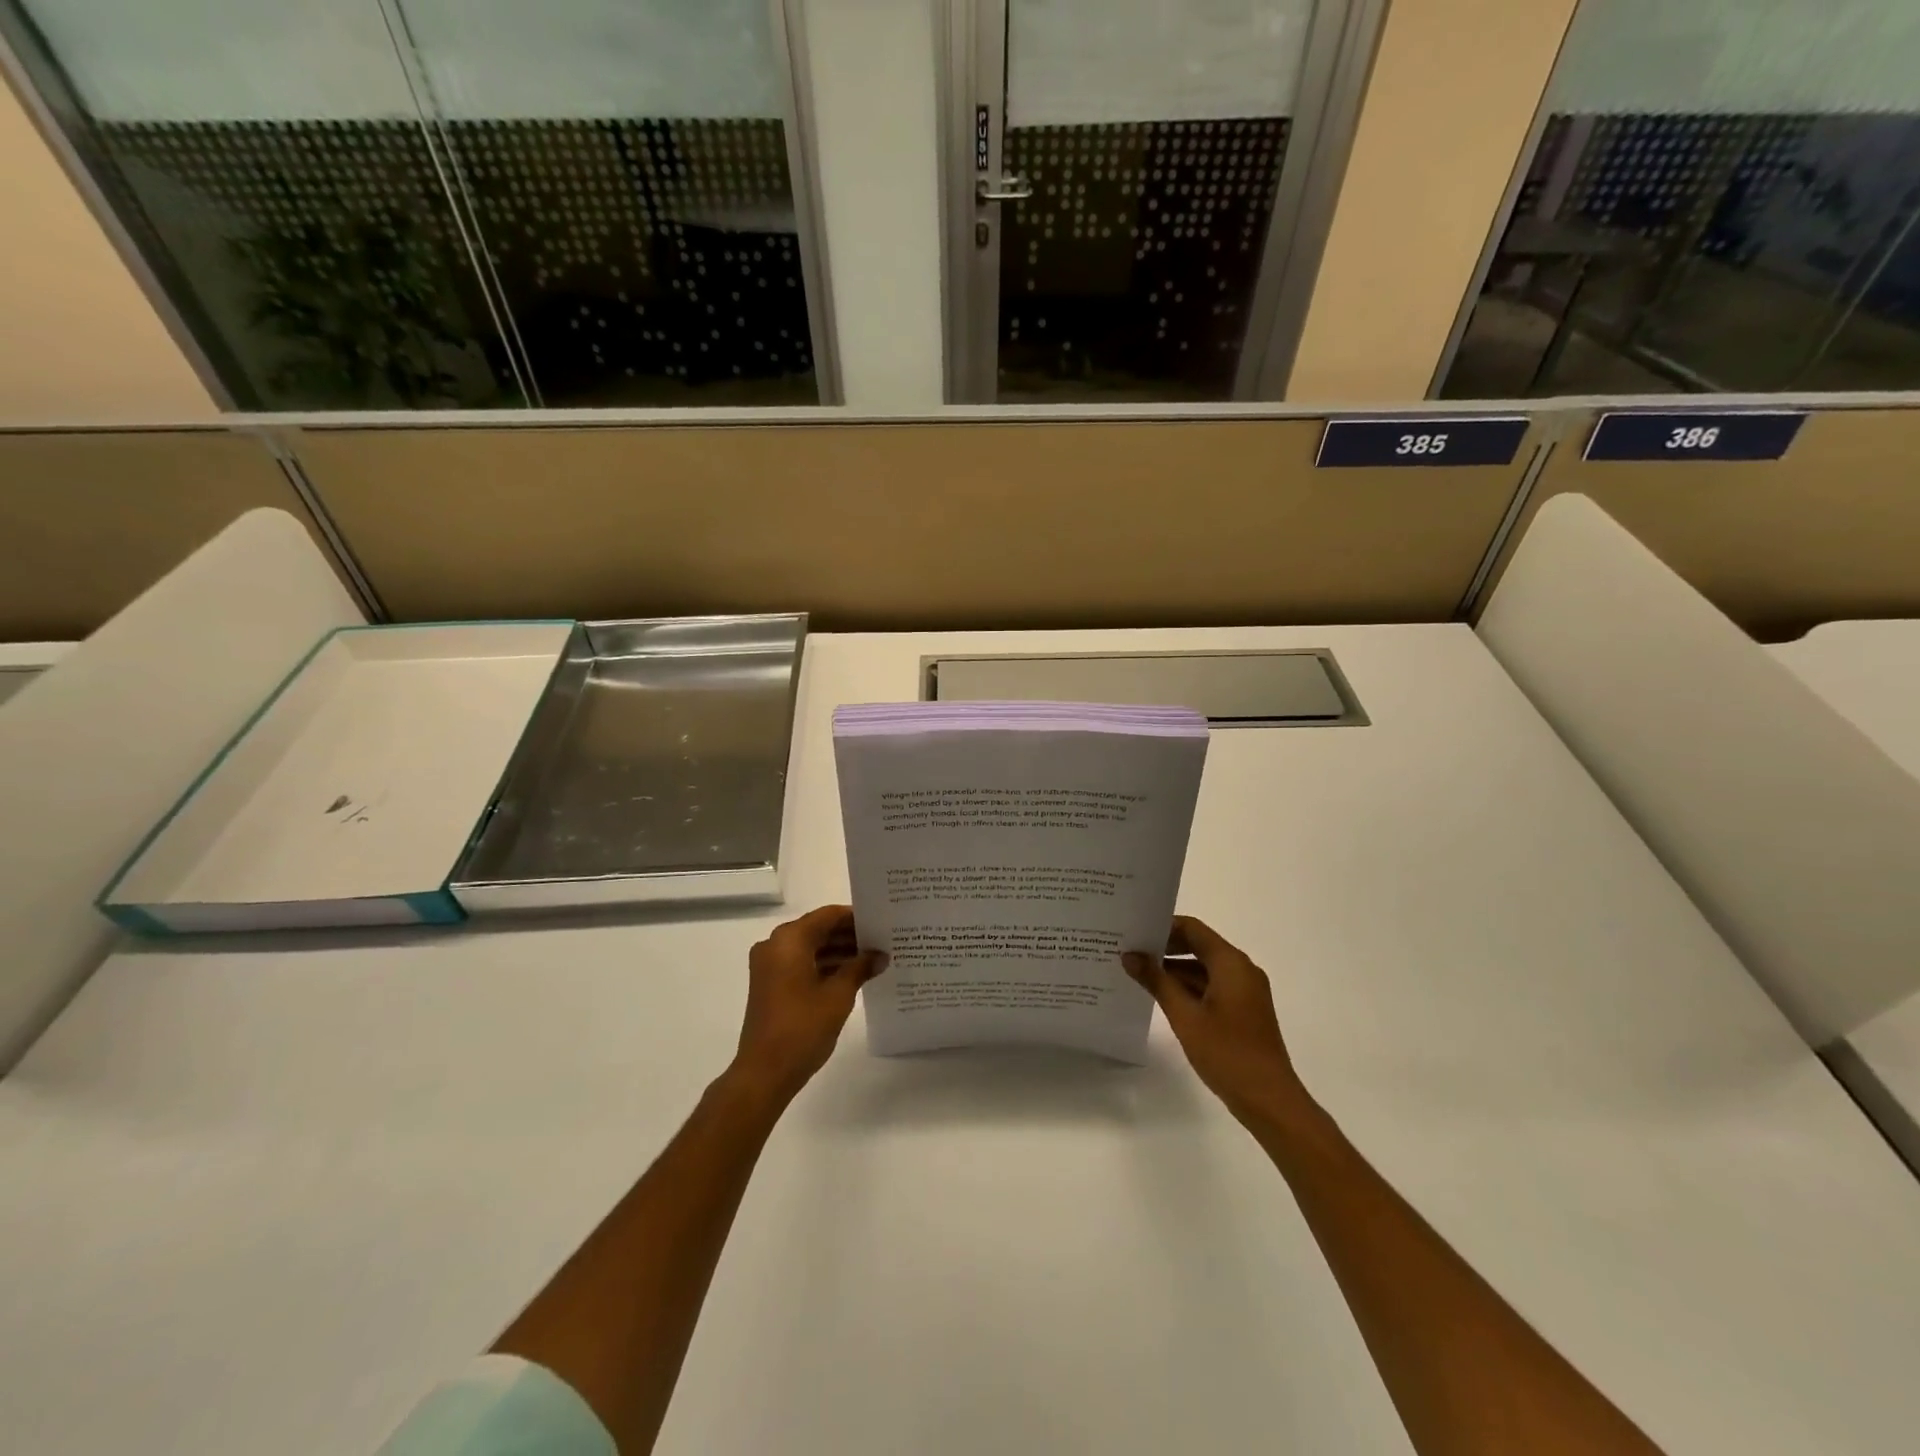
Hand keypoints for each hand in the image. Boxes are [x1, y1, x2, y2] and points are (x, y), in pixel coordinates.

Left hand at [731, 905, 885, 1103]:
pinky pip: (801, 964)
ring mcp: (770, 966)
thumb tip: (880, 956)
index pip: (828, 915)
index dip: (855, 917)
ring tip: (872, 959)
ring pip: (810, 948)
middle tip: (882, 941)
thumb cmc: (803, 1027)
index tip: (881, 922)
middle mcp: (775, 945)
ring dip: (838, 952)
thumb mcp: (839, 995)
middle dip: (849, 935)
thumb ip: (860, 968)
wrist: (764, 1072)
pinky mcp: (770, 985)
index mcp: (789, 940)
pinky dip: (824, 966)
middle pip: (818, 930)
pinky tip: (852, 975)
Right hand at [1124, 916, 1310, 1124]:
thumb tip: (1130, 955)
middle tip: (1130, 951)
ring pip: (1204, 968)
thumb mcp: (1185, 1016)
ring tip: (1138, 974)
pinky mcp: (1243, 1010)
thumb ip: (1157, 981)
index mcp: (1231, 963)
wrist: (1269, 1100)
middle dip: (1165, 948)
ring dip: (1174, 969)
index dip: (1163, 927)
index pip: (1192, 929)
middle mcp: (1241, 969)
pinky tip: (1162, 997)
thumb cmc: (1227, 1052)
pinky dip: (1188, 987)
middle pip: (1198, 946)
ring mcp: (1245, 991)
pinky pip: (1212, 986)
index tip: (1134, 932)